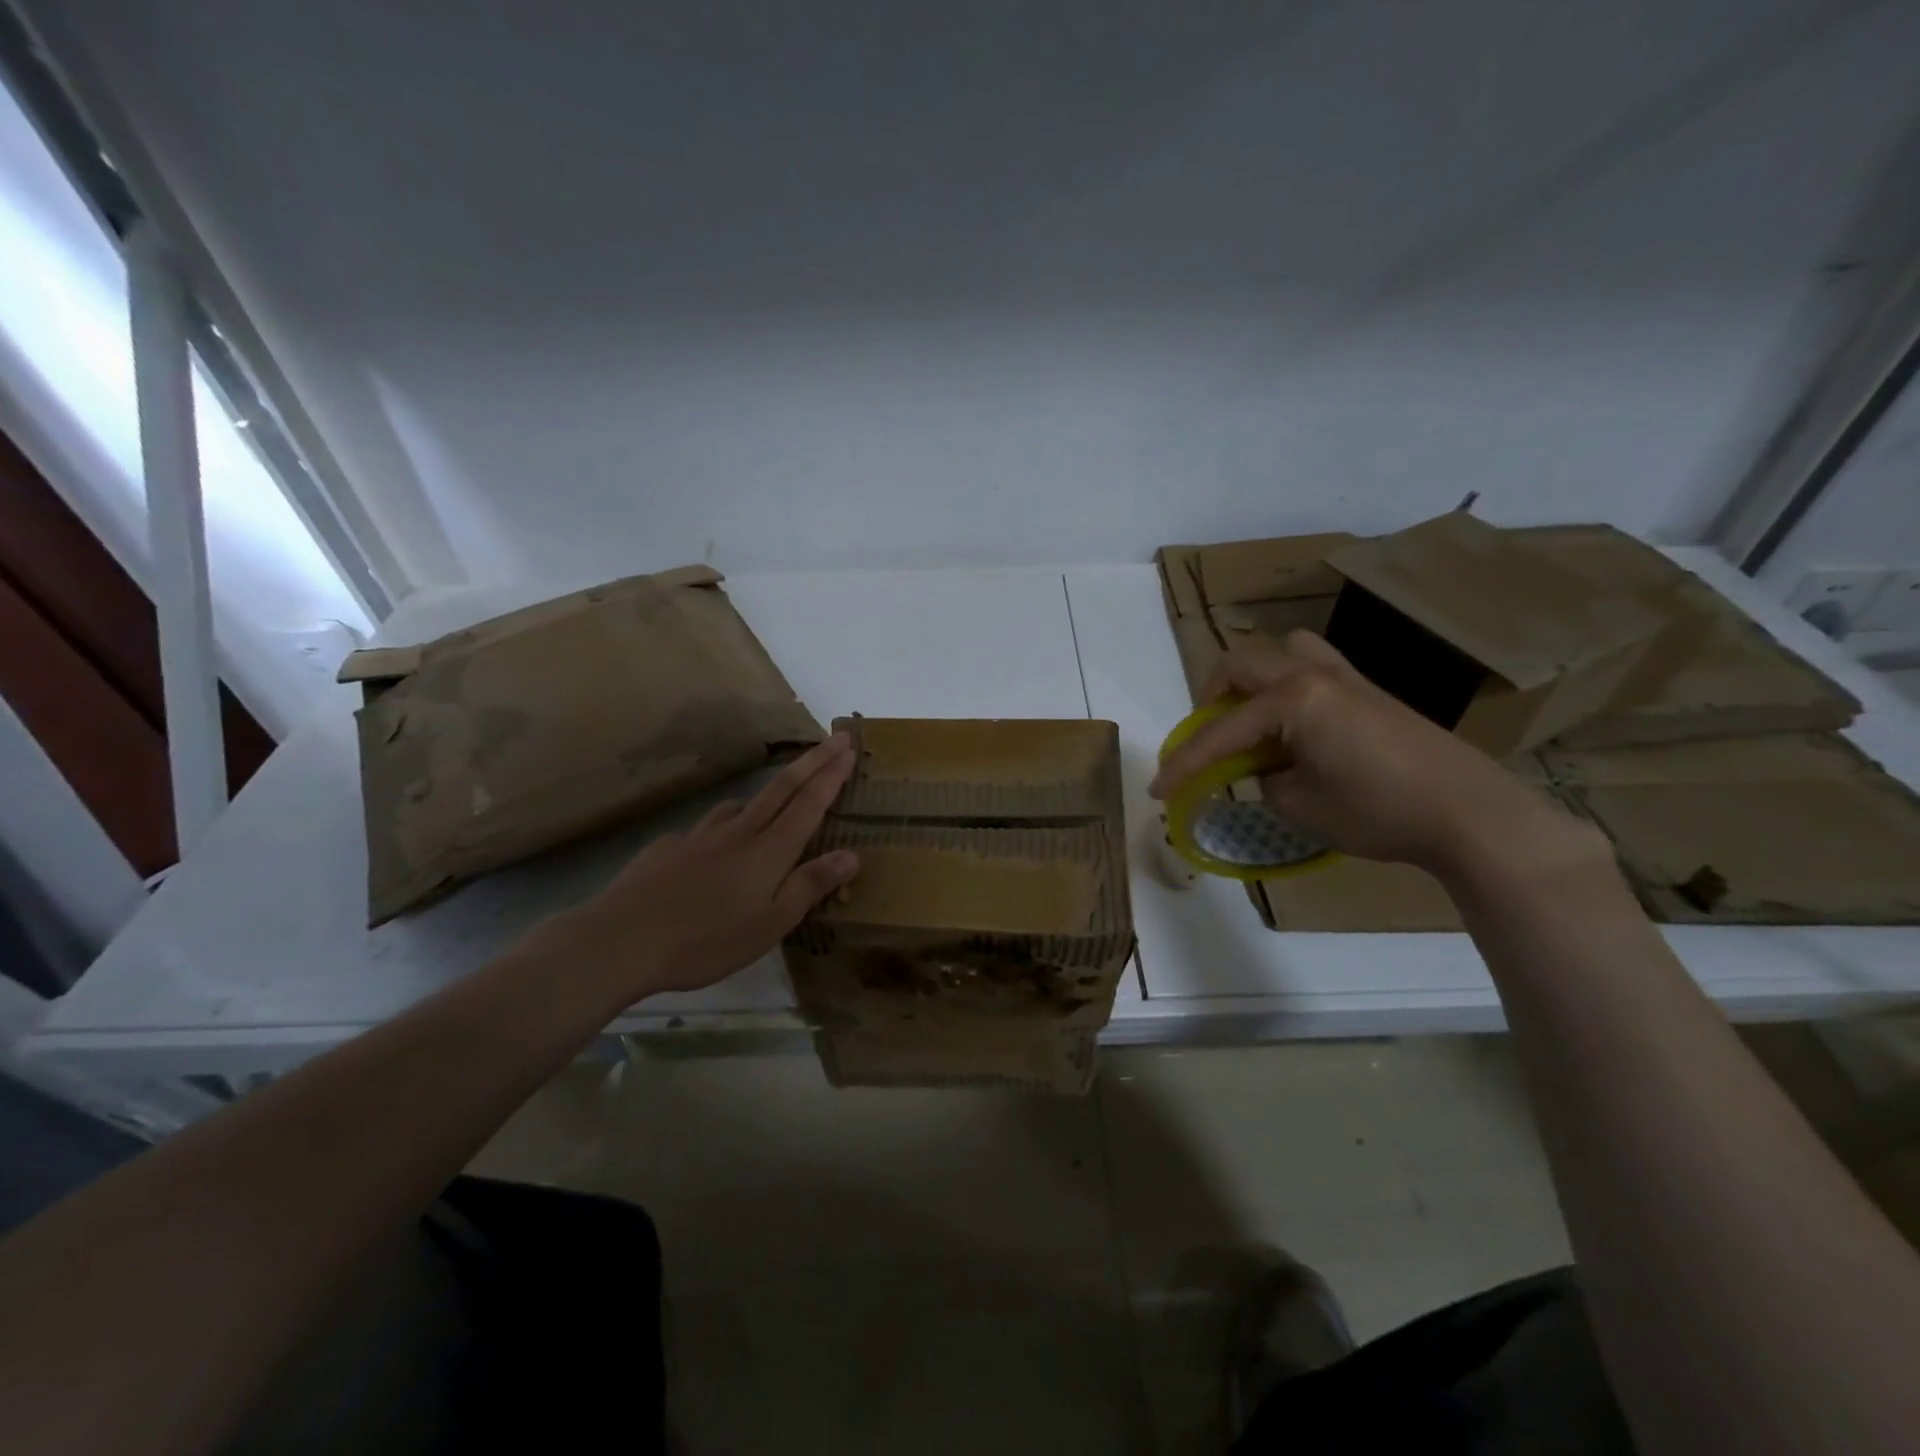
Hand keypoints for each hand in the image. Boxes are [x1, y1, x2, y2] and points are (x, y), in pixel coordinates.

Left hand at [523, 733, 859, 1001]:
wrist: (621, 939)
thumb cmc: (706, 940)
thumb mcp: (770, 924)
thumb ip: (810, 886)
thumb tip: (851, 855)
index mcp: (769, 851)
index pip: (809, 803)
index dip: (832, 774)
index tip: (848, 746)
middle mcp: (738, 832)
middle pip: (782, 788)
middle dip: (813, 761)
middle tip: (835, 738)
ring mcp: (700, 836)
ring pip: (742, 804)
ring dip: (769, 791)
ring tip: (779, 795)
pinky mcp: (669, 847)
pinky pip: (707, 828)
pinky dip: (724, 826)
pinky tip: (714, 847)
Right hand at [1148, 631, 1599, 878]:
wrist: (1470, 812)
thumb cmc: (1379, 811)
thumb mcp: (1301, 806)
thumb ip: (1264, 781)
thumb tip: (1264, 771)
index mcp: (1292, 699)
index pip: (1220, 732)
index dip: (1184, 765)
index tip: (1158, 792)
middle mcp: (1313, 674)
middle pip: (1240, 664)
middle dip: (1210, 700)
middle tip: (1207, 740)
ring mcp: (1346, 677)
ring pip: (1282, 651)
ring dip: (1254, 680)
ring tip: (1251, 719)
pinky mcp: (1369, 691)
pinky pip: (1313, 667)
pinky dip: (1288, 686)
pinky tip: (1296, 727)